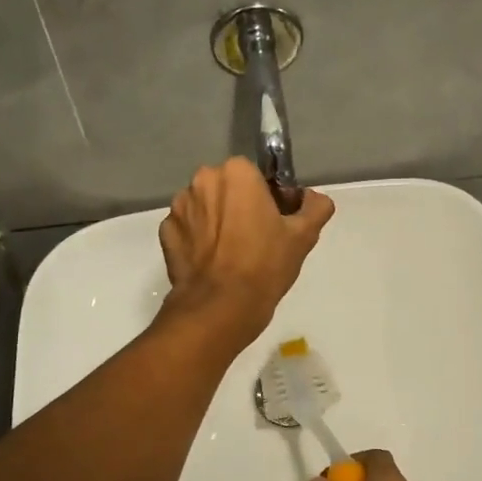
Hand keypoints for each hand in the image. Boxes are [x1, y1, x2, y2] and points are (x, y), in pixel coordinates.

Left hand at [158, 157, 334, 346]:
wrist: (221, 307)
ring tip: (232, 253)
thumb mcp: (303, 236)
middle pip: (227, 188)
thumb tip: (313, 199)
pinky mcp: (166, 233)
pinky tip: (212, 262)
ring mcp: (179, 207)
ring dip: (217, 220)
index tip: (276, 221)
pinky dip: (198, 239)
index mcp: (237, 173)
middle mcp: (203, 181)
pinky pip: (187, 228)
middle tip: (256, 237)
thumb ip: (315, 208)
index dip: (268, 197)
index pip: (256, 175)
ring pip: (205, 207)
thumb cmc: (265, 265)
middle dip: (239, 205)